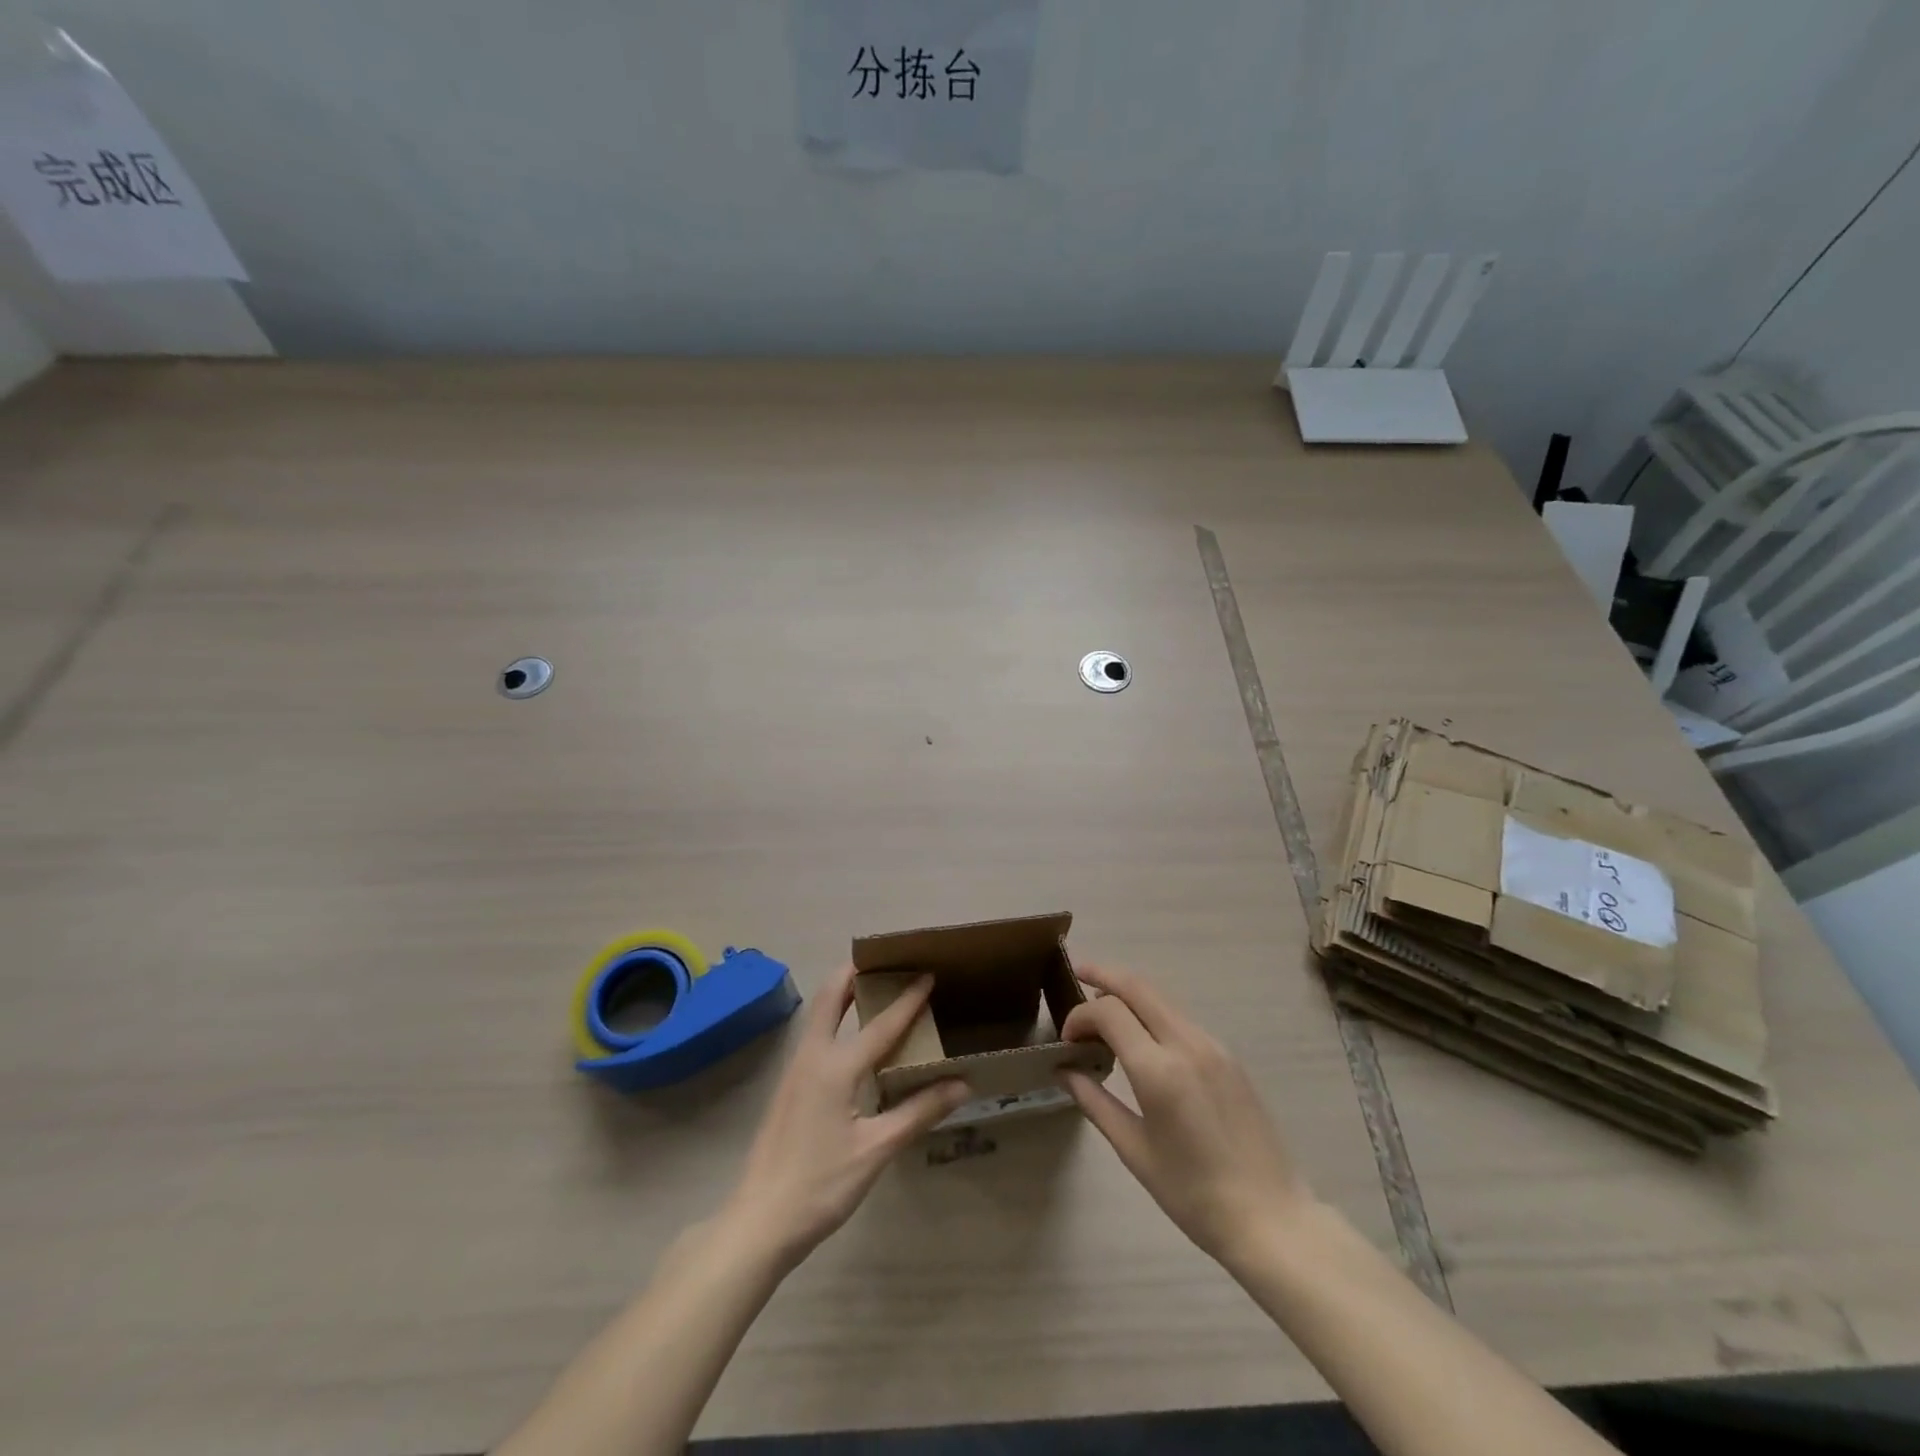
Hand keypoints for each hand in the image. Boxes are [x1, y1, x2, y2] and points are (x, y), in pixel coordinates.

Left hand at [720, 964, 968, 1271]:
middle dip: (856, 972)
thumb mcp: (876, 1150)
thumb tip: (962, 1084)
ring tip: (873, 987)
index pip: (881, 1024)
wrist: (759, 1221)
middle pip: (832, 997)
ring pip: (820, 1013)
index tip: (928, 973)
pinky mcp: (788, 1085)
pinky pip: (815, 1034)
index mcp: (835, 1067)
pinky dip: (835, 1017)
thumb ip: (918, 1112)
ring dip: (844, 992)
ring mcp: (795, 1070)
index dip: (907, 999)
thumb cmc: (821, 1185)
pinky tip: (852, 1037)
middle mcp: (812, 1057)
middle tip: (886, 961)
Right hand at [1061, 963, 1311, 1268]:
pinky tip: (1142, 1037)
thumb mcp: (1134, 1151)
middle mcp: (1186, 1044)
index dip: (1080, 1015)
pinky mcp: (1228, 1056)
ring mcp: (1212, 1046)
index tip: (1067, 1040)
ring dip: (1129, 993)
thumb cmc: (1193, 1194)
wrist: (1271, 1218)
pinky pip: (1181, 1019)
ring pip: (1162, 998)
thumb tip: (1064, 1070)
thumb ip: (1094, 1102)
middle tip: (1077, 972)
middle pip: (1138, 986)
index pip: (1108, 1011)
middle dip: (1104, 974)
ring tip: (1104, 1010)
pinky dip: (1153, 1013)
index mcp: (1158, 1071)